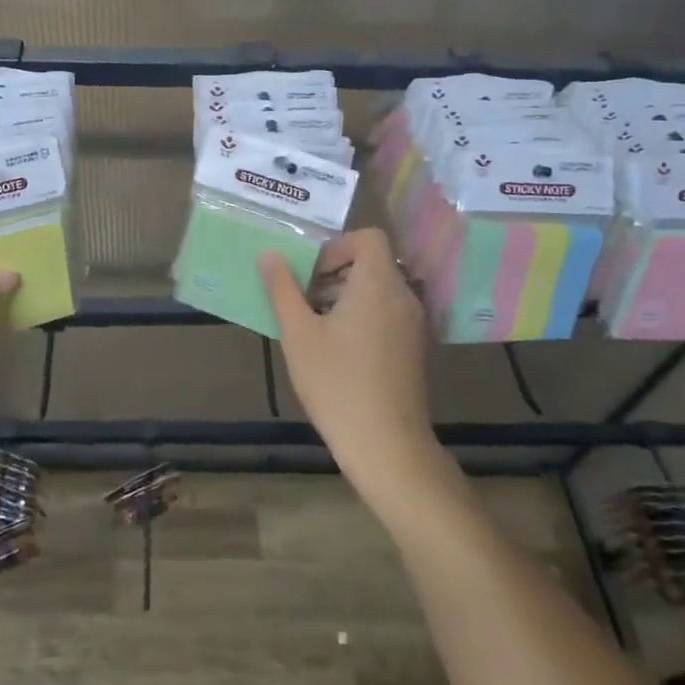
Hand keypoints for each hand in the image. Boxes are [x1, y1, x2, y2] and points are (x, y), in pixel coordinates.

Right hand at [259, 229, 447, 510]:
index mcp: (378, 283)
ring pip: (380, 290)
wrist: (387, 446)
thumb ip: (282, 288)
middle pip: (373, 263)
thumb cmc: (337, 383)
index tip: (311, 274)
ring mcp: (415, 324)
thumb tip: (269, 253)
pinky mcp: (416, 348)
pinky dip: (365, 316)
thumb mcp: (298, 333)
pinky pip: (389, 313)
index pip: (369, 238)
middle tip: (304, 299)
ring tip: (315, 326)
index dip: (337, 247)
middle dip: (336, 273)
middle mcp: (404, 296)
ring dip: (348, 295)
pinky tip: (339, 350)